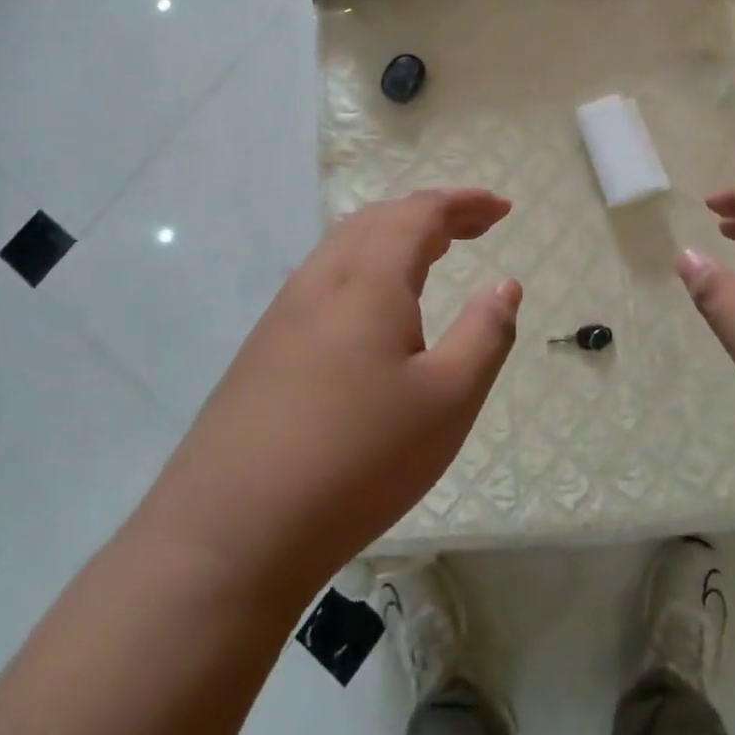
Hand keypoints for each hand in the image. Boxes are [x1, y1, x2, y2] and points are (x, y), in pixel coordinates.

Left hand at [151, 190, 520, 606]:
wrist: (230, 532)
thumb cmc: (358, 460)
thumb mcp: (447, 401)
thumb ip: (485, 334)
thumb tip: (504, 284)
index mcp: (369, 281)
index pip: (420, 213)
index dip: (465, 202)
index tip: (503, 208)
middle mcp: (322, 280)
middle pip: (379, 218)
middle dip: (432, 213)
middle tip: (474, 226)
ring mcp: (284, 313)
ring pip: (345, 245)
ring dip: (394, 235)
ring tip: (431, 254)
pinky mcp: (263, 347)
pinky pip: (324, 278)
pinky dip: (364, 266)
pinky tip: (372, 307)